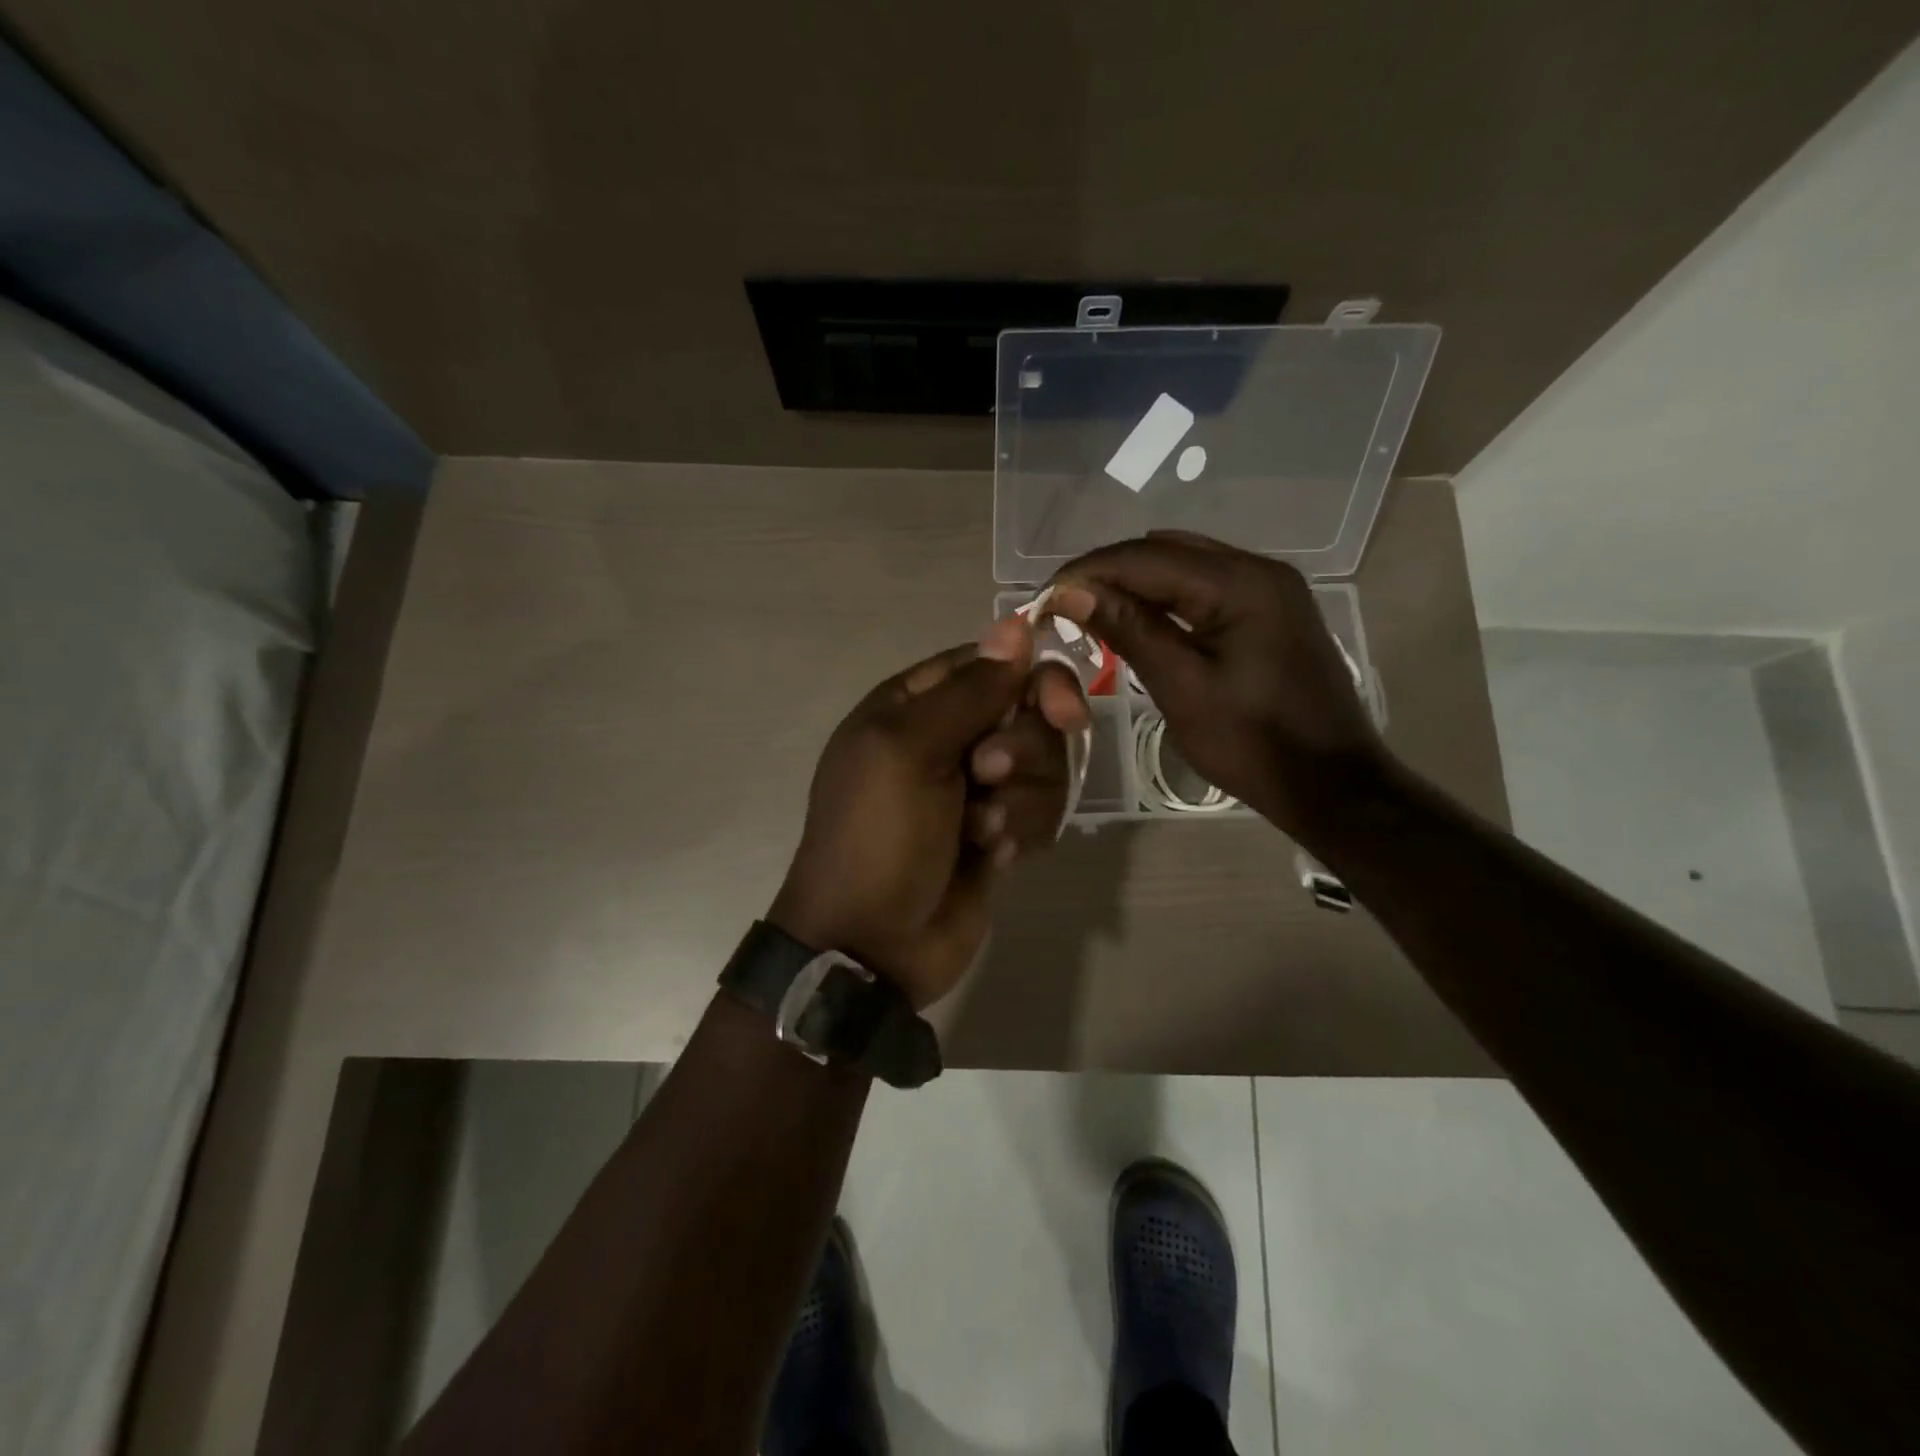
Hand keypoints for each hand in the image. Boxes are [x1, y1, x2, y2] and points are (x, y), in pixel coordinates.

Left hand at [769, 617, 1087, 1009]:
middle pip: (1027, 712)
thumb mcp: (909, 751)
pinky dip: (1022, 833)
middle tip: (989, 776)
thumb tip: (1016, 624)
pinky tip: (993, 859)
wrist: (872, 945)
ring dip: (1021, 801)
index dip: (1032, 679)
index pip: (993, 663)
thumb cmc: (878, 837)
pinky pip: (1040, 810)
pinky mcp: (999, 831)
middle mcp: (947, 737)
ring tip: (983, 833)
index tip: (1060, 710)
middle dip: (1022, 749)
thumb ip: (968, 690)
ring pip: (1042, 764)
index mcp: (914, 705)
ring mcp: (975, 787)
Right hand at [1046, 531, 1390, 840]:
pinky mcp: (1271, 611)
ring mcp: (1270, 588)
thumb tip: (1070, 591)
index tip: (1042, 596)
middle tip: (1062, 605)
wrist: (1331, 784)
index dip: (1088, 571)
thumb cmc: (1252, 743)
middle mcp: (1258, 569)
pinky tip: (1138, 619)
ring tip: (1090, 611)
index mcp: (1240, 583)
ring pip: (1185, 566)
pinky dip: (1166, 597)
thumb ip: (1128, 630)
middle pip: (1165, 551)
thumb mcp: (1181, 687)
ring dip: (1135, 582)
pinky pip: (1206, 587)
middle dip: (1108, 572)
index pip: (1145, 557)